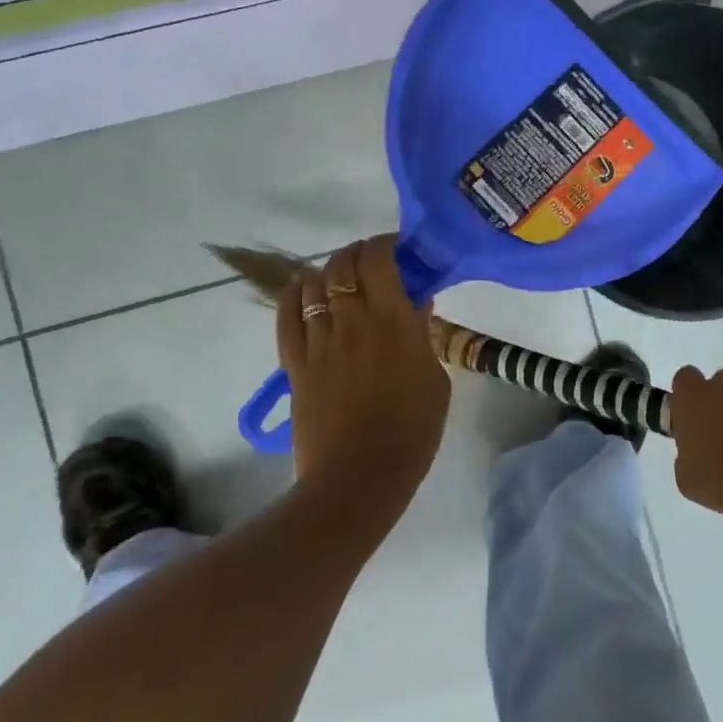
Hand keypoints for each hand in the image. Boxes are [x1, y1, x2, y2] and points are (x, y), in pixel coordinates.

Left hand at [276, 235, 450, 509]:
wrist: (360, 477)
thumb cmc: (412, 431)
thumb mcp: (435, 380)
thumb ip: (423, 337)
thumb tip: (416, 306)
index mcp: (393, 321)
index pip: (379, 260)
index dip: (384, 244)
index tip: (397, 248)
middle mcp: (353, 320)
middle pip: (344, 265)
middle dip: (357, 253)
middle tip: (371, 261)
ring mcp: (319, 341)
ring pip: (314, 285)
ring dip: (328, 271)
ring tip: (340, 276)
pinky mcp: (296, 363)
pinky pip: (287, 316)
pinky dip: (293, 295)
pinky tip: (303, 289)